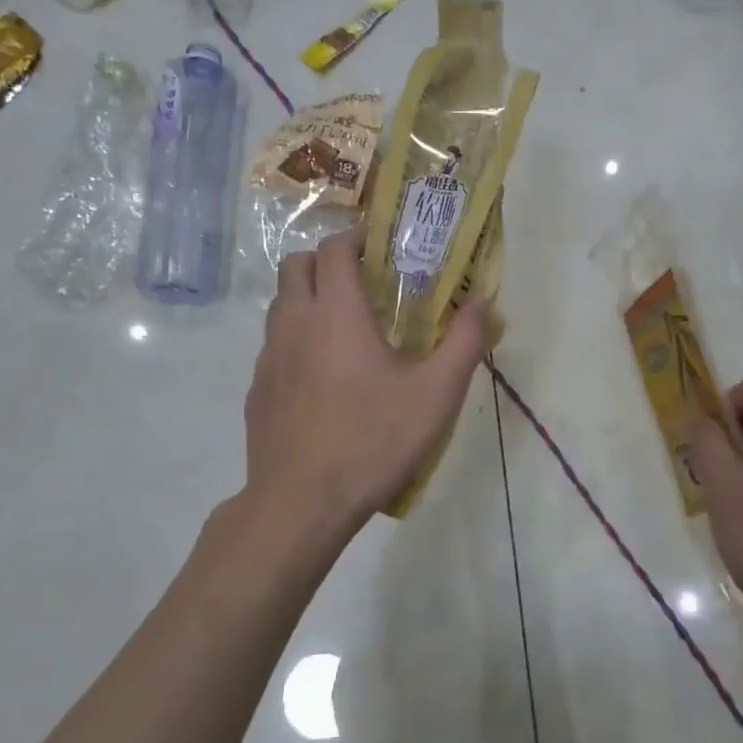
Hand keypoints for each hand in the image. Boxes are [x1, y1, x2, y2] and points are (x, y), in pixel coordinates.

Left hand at [244, 229, 491, 531]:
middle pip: (297, 265)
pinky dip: (297, 340)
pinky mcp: (257, 391)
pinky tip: (325, 378)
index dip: (357, 238)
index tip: (382, 246)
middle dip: (328, 261)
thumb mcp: (437, 394)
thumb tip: (485, 302)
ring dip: (310, 298)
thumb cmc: (373, 440)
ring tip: (347, 329)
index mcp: (336, 313)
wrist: (301, 504)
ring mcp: (268, 358)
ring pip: (281, 305)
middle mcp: (294, 323)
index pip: (334, 248)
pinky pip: (275, 345)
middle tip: (365, 283)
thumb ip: (465, 341)